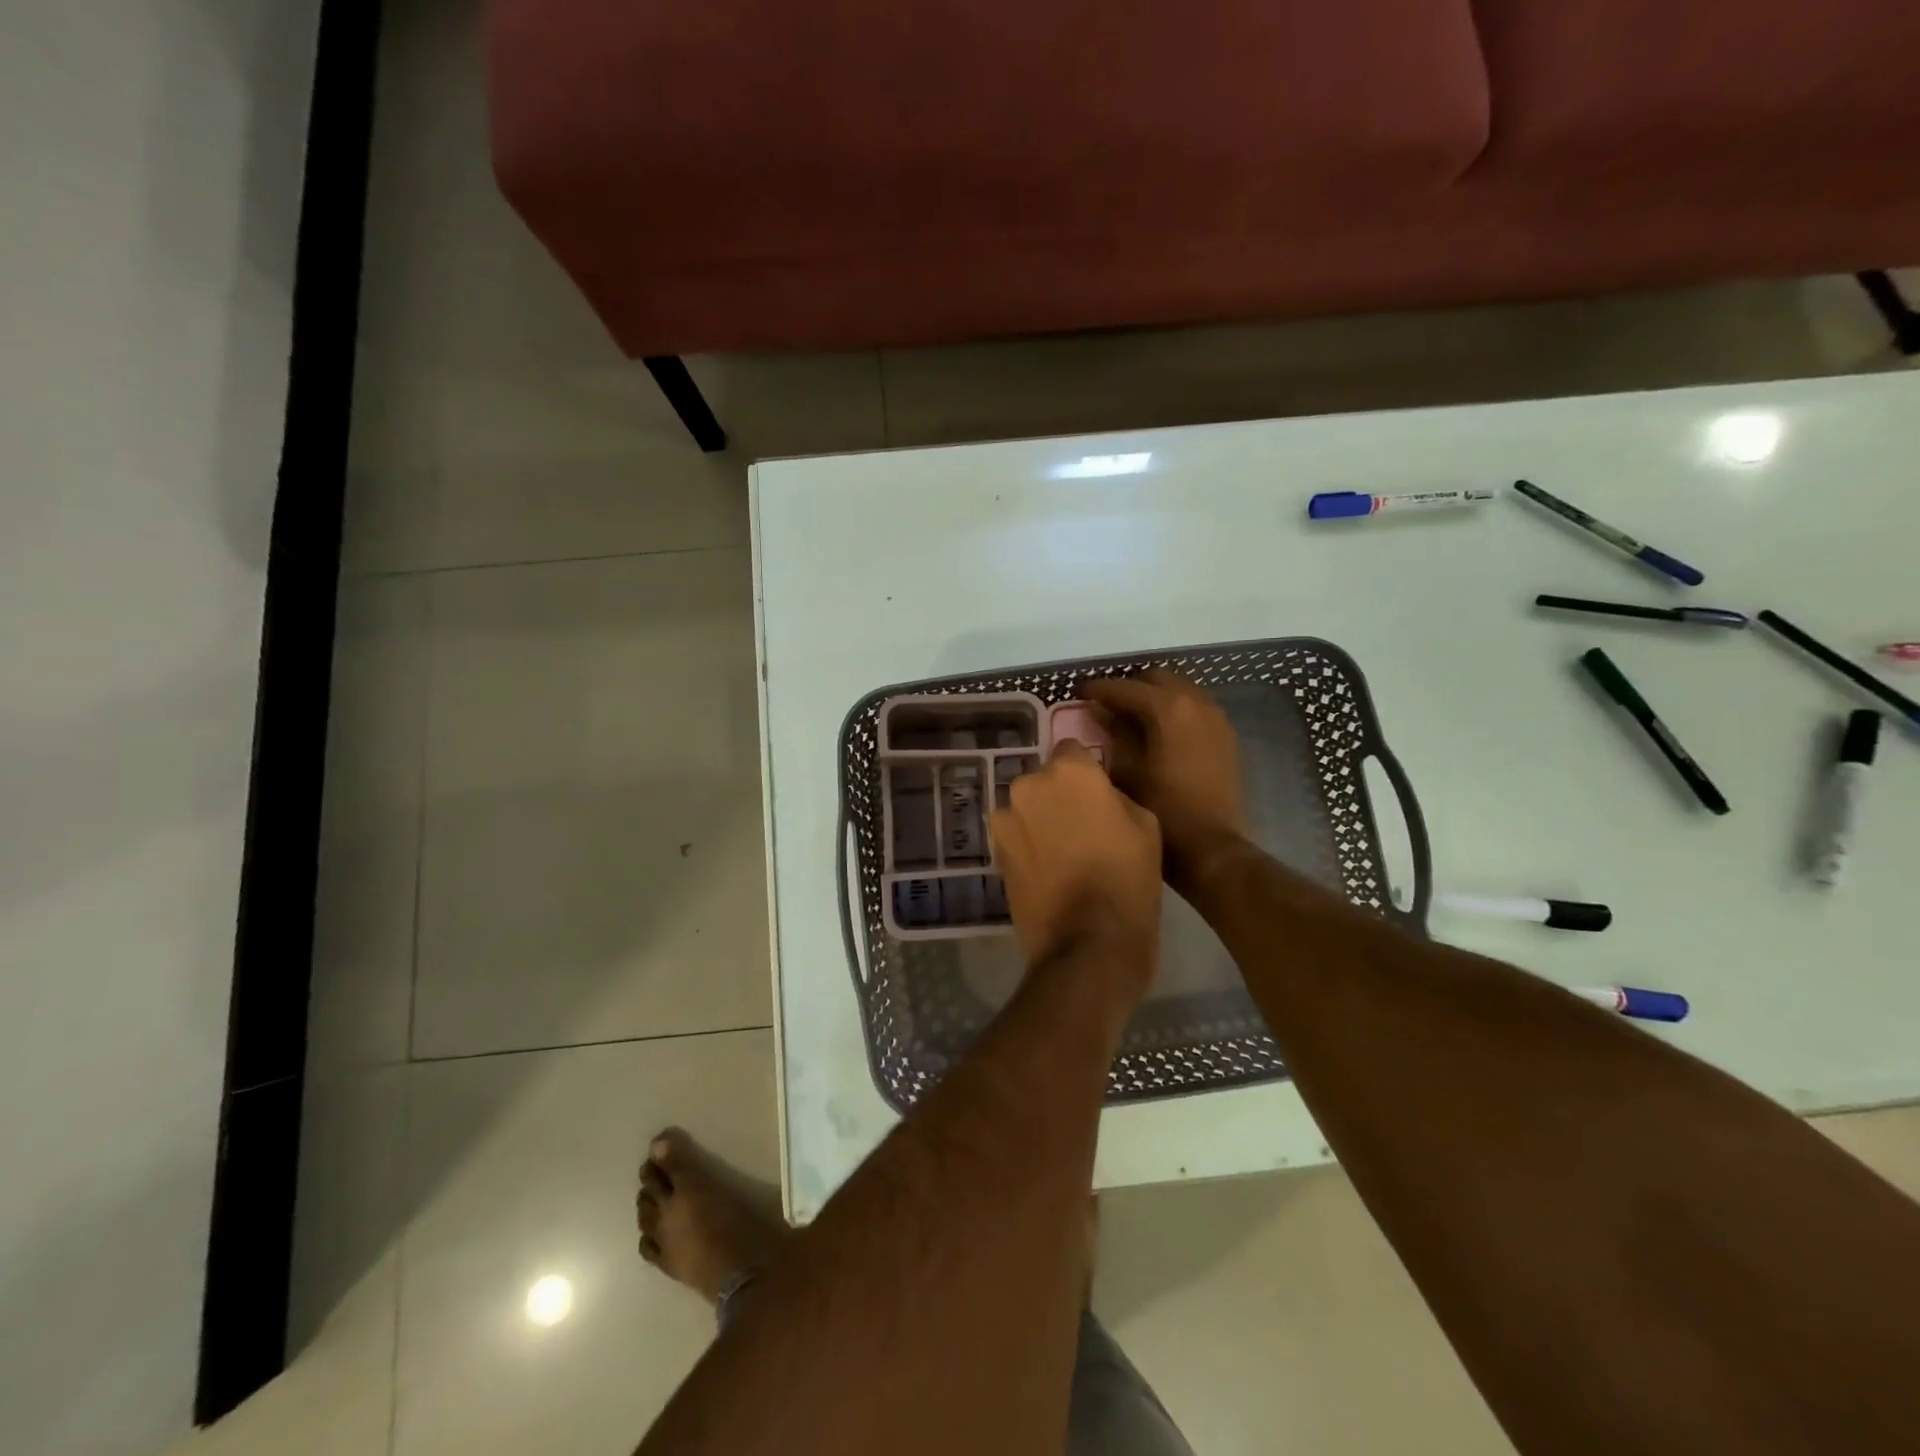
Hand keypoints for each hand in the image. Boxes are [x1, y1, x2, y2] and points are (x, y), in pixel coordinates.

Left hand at [989, 741, 1162, 990]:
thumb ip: (1115, 795)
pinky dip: (1028, 845)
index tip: (1099, 795)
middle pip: (1046, 780)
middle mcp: (1028, 785)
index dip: (1087, 772)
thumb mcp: (1146, 825)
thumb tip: (1097, 794)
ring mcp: (1005, 820)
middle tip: (1084, 827)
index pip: (1073, 749)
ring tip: (1064, 854)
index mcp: (1068, 771)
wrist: (1088, 944)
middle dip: (1060, 795)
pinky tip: (1048, 871)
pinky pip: (1016, 835)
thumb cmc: (1128, 879)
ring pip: (1027, 807)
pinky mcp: (995, 852)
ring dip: (1041, 820)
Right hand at [1080, 671, 1247, 890]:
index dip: (1099, 689)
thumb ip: (1113, 734)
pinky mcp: (1225, 735)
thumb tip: (1101, 712)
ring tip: (1130, 716)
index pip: (1126, 688)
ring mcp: (1216, 718)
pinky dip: (1175, 710)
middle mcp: (1196, 703)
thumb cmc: (1161, 809)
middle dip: (1130, 687)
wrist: (1210, 846)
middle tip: (1106, 704)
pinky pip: (1195, 708)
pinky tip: (1158, 731)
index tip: (1079, 693)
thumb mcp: (1126, 770)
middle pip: (1158, 679)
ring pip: (1180, 690)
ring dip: (1155, 696)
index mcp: (1169, 709)